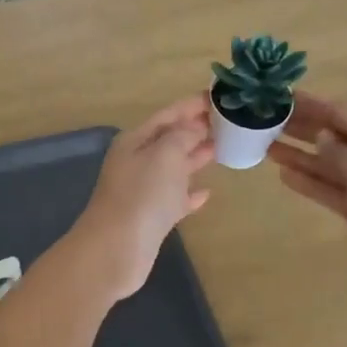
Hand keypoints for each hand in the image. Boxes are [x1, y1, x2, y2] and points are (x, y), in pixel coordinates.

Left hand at [69, 96, 214, 301]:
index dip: (192, 105)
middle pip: (170, 139)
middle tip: (230, 122)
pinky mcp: (152, 218)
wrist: (117, 249)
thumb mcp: (165, 154)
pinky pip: (175, 199)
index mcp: (135, 141)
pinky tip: (207, 193)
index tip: (220, 96)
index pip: (167, 115)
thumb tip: (195, 127)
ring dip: (196, 158)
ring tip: (224, 148)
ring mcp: (144, 191)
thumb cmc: (142, 195)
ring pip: (174, 168)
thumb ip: (182, 135)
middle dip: (197, 129)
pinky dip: (190, 194)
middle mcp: (137, 162)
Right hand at [268, 93, 346, 294]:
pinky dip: (309, 182)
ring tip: (266, 146)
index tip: (281, 96)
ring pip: (328, 163)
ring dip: (300, 156)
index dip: (310, 105)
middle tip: (266, 121)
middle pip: (332, 136)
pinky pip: (330, 188)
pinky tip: (284, 175)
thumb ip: (337, 152)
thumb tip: (321, 137)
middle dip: (301, 129)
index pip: (340, 113)